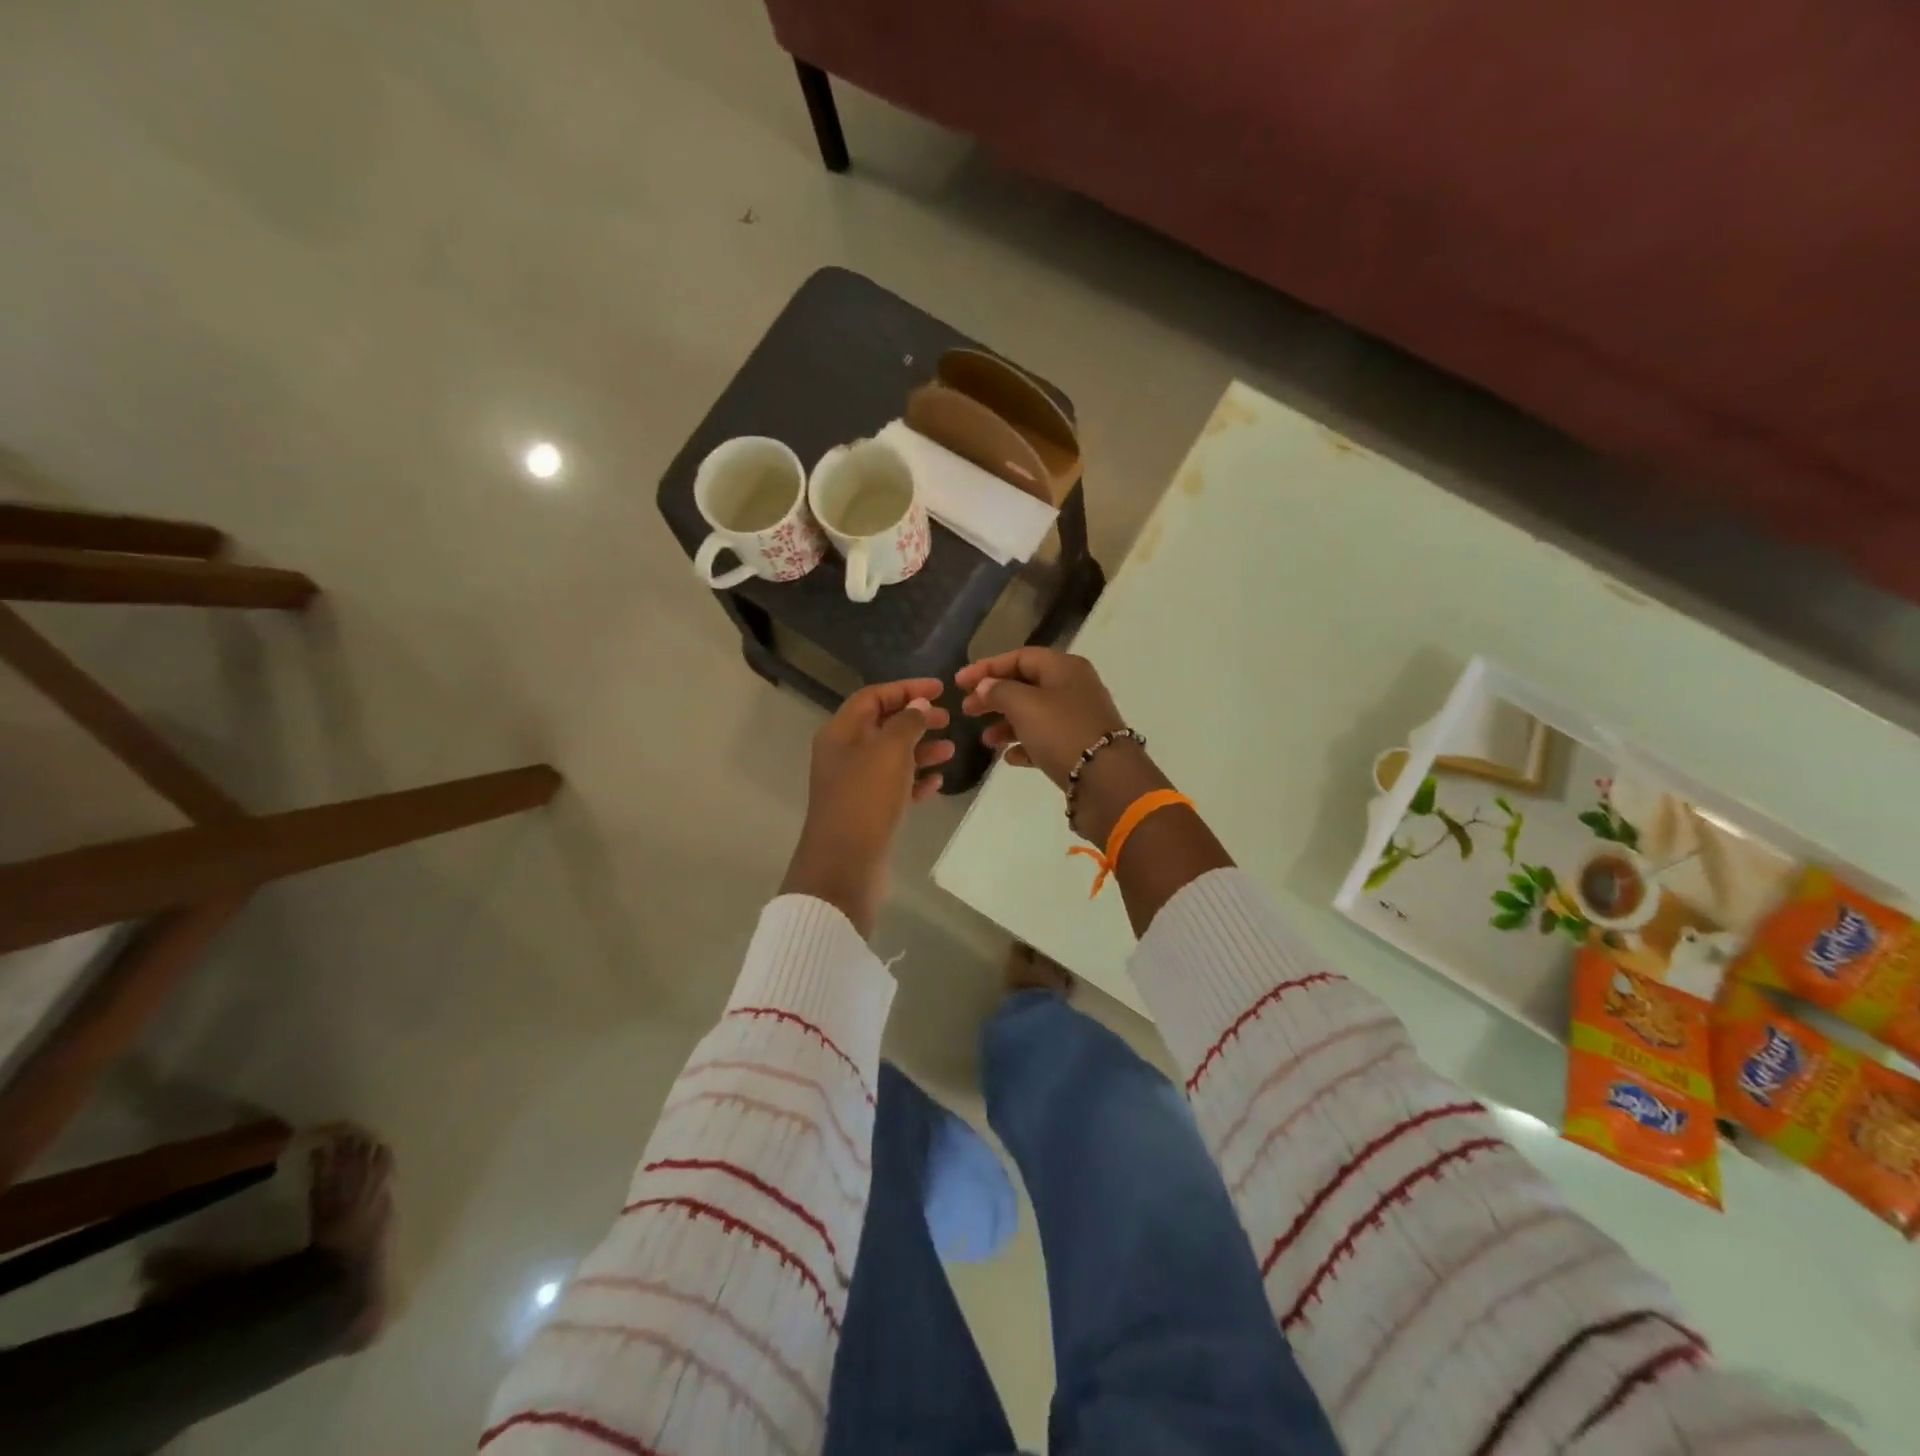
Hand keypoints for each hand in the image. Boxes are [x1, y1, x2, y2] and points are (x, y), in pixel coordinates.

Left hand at [780, 678, 954, 935]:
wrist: (845, 866)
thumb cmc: (865, 800)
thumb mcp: (889, 752)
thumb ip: (907, 723)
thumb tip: (919, 705)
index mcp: (841, 734)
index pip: (873, 697)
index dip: (906, 689)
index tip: (940, 689)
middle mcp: (845, 755)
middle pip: (883, 726)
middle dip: (916, 720)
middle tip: (948, 719)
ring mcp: (856, 786)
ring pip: (892, 758)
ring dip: (921, 750)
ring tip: (951, 751)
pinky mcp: (868, 812)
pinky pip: (895, 788)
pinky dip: (916, 781)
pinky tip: (937, 782)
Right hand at [955, 648, 1127, 787]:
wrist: (1106, 780)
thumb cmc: (1062, 732)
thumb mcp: (1024, 705)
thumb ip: (999, 691)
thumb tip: (986, 686)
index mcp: (1064, 668)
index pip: (1020, 657)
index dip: (987, 667)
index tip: (959, 682)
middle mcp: (1073, 688)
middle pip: (1026, 685)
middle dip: (994, 697)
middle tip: (967, 711)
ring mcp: (1078, 718)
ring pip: (1034, 714)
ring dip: (1007, 724)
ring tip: (986, 740)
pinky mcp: (1079, 747)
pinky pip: (1045, 740)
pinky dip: (1025, 745)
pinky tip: (1009, 758)